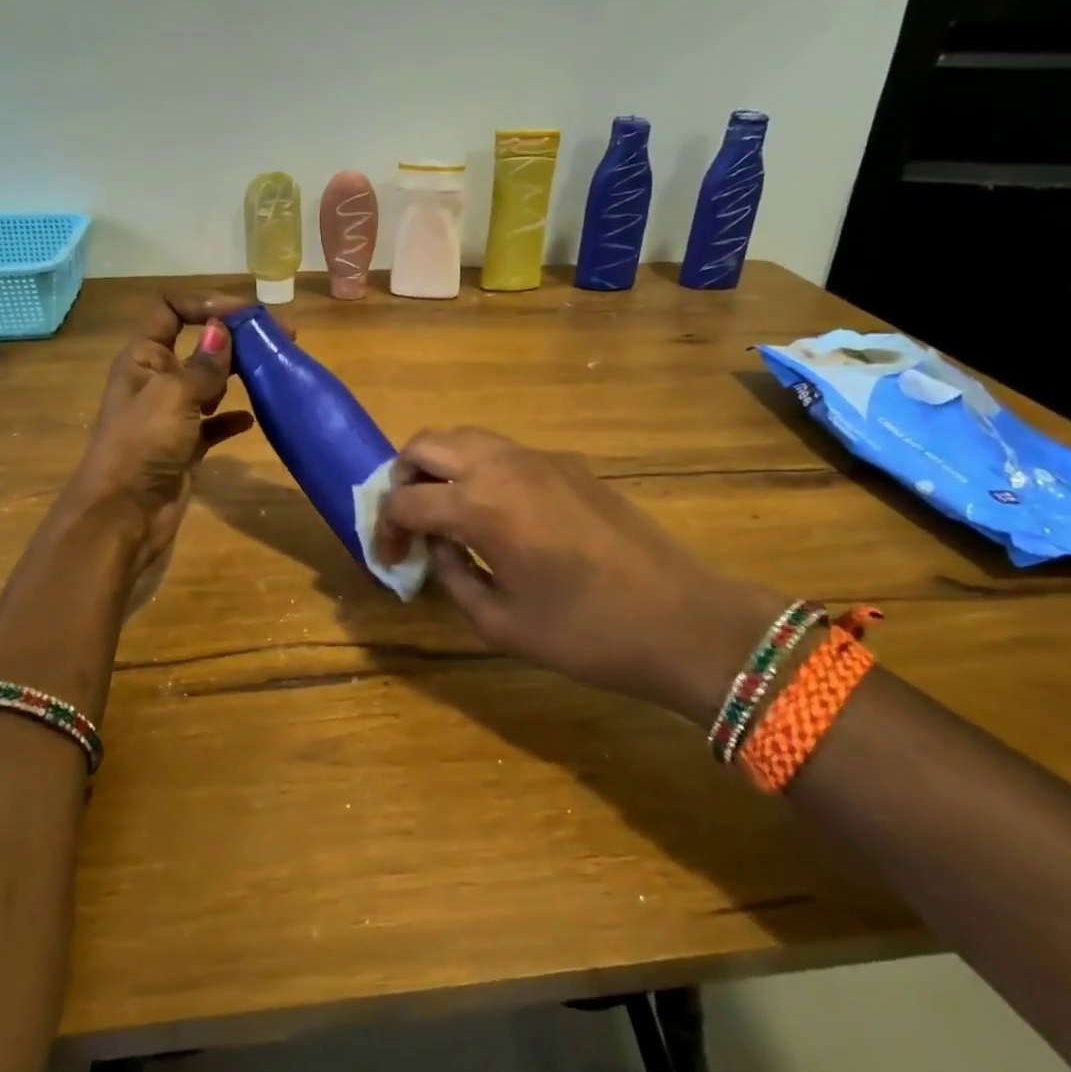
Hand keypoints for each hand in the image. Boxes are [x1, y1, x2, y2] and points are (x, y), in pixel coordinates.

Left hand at [60, 292, 255, 593]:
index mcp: (143, 357)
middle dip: (235, 337)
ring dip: (238, 375)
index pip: (171, 310)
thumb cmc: (142, 446)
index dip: (206, 304)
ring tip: (275, 370)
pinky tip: (253, 419)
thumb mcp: (174, 396)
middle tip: (282, 338)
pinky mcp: (186, 446)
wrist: (123, 516)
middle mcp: (156, 380)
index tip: (247, 314)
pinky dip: (233, 418)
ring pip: (210, 383)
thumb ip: (203, 364)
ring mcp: (171, 415)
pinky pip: (215, 423)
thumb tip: (222, 328)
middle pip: (198, 345)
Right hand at [375, 428, 784, 725]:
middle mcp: (504, 465)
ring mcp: (541, 458)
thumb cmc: (587, 634)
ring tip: (443, 511)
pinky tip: (493, 512)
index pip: (406, 500)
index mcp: (481, 506)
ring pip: (467, 437)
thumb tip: (435, 546)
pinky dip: (479, 468)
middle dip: (403, 477)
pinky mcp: (569, 464)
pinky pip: (505, 451)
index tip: (388, 557)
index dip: (385, 527)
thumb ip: (452, 576)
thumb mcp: (501, 623)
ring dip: (440, 466)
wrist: (685, 621)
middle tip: (407, 520)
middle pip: (427, 444)